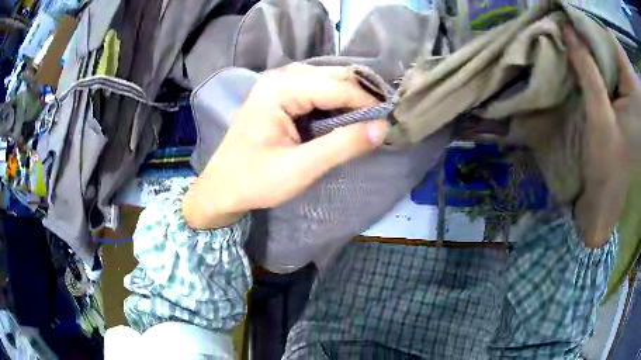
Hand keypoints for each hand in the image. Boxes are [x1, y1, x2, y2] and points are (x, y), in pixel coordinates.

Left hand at [183, 64, 389, 228]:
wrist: (221, 189)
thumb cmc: (255, 181)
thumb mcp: (301, 168)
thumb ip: (343, 146)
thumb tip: (383, 128)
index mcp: (279, 89)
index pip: (336, 86)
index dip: (367, 102)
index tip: (390, 120)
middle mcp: (279, 78)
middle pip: (333, 77)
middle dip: (360, 96)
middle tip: (382, 119)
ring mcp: (277, 84)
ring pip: (327, 81)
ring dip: (349, 98)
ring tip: (369, 118)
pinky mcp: (279, 96)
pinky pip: (316, 90)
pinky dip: (335, 102)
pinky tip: (346, 116)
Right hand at [564, 26, 638, 247]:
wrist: (612, 201)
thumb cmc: (609, 166)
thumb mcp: (599, 117)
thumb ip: (588, 71)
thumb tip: (567, 29)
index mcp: (633, 87)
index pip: (609, 39)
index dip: (589, 29)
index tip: (567, 27)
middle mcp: (633, 85)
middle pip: (610, 46)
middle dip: (590, 40)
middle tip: (568, 39)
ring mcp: (632, 92)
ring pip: (611, 57)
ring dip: (594, 53)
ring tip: (574, 51)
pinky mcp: (629, 99)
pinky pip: (613, 71)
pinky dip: (600, 66)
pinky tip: (588, 68)